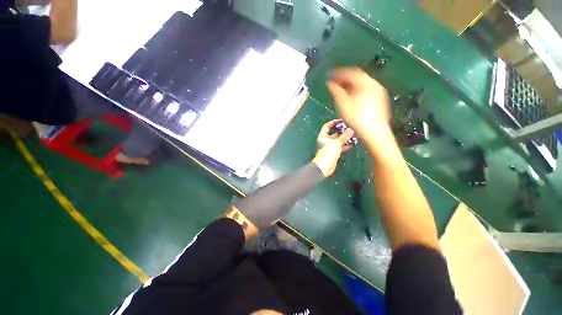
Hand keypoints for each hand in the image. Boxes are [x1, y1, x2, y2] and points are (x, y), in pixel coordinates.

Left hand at [312, 120, 353, 176]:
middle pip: (334, 133)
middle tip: (351, 128)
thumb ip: (344, 136)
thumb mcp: (336, 143)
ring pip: (338, 140)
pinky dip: (345, 145)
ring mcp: (330, 147)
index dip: (333, 122)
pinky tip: (353, 143)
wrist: (324, 166)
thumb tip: (351, 130)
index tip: (341, 120)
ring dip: (345, 138)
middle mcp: (325, 140)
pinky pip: (340, 147)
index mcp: (323, 136)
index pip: (327, 126)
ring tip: (354, 135)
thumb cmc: (328, 152)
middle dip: (342, 131)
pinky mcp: (333, 152)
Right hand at [327, 68, 391, 143]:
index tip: (329, 75)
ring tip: (342, 91)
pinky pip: (367, 89)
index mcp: (365, 83)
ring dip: (351, 84)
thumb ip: (336, 91)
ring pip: (363, 83)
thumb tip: (330, 83)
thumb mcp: (343, 104)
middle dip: (345, 78)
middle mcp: (374, 84)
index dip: (338, 73)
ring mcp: (378, 91)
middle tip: (335, 83)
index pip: (350, 73)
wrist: (374, 131)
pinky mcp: (380, 99)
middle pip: (357, 76)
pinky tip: (352, 97)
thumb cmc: (357, 117)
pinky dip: (358, 89)